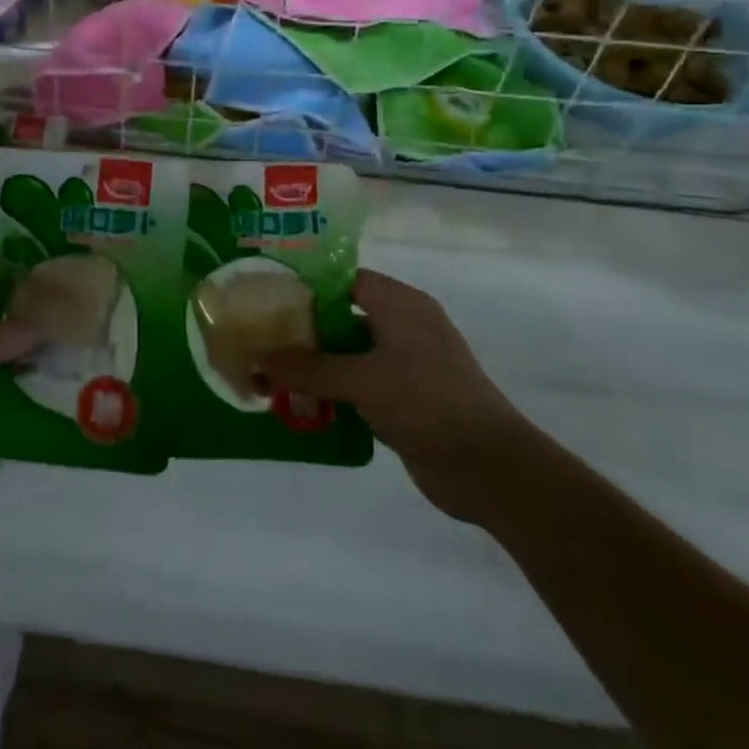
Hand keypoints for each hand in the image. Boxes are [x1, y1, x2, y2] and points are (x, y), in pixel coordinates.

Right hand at [257, 269, 531, 524]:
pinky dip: (332, 390)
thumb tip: (257, 358)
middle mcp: (402, 326)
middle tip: (258, 336)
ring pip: (347, 353)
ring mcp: (405, 364)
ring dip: (314, 365)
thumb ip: (309, 369)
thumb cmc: (428, 403)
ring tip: (268, 371)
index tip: (264, 296)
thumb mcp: (363, 381)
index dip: (304, 285)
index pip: (342, 279)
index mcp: (399, 304)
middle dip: (302, 329)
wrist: (491, 469)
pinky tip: (298, 403)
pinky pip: (358, 384)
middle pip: (341, 316)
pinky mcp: (404, 398)